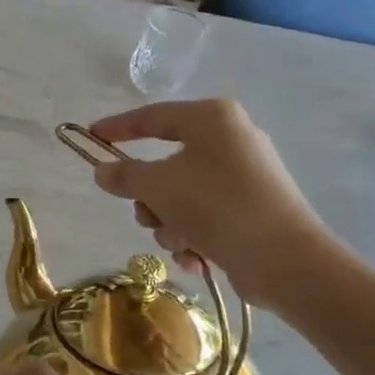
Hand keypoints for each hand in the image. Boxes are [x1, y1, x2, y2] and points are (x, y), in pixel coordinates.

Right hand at [87, 98, 334, 309]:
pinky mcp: (253, 211)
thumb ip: (123, 175)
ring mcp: (245, 177)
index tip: (91, 138)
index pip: (152, 116)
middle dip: (150, 198)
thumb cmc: (215, 206)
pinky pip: (206, 217)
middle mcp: (231, 140)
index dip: (118, 128)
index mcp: (212, 119)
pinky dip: (195, 237)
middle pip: (166, 165)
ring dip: (170, 224)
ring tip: (181, 242)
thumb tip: (103, 170)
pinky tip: (199, 258)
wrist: (284, 259)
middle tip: (146, 215)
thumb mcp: (158, 186)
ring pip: (183, 197)